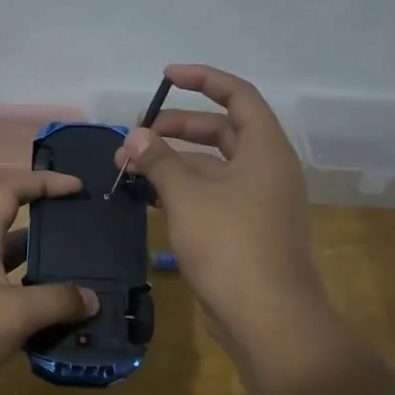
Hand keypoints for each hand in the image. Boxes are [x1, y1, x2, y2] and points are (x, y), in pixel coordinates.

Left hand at [0, 172, 99, 394]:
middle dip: (53, 241)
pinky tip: (64, 337)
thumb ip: (55, 301)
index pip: (10, 194)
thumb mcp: (11, 311)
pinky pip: (11, 320)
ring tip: (90, 297)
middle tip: (93, 250)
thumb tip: (92, 299)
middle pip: (18, 241)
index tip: (77, 187)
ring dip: (49, 289)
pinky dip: (36, 325)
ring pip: (18, 285)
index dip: (43, 183)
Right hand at [114, 65, 338, 379]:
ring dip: (172, 163)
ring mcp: (256, 201)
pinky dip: (179, 190)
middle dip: (177, 128)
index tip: (166, 76)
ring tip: (128, 168)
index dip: (203, 79)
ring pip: (210, 167)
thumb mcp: (187, 196)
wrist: (266, 318)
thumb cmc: (230, 245)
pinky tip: (145, 197)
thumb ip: (159, 160)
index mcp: (265, 149)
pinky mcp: (243, 229)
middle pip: (220, 131)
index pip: (238, 95)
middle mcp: (265, 169)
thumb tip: (134, 136)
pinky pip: (209, 195)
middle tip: (136, 136)